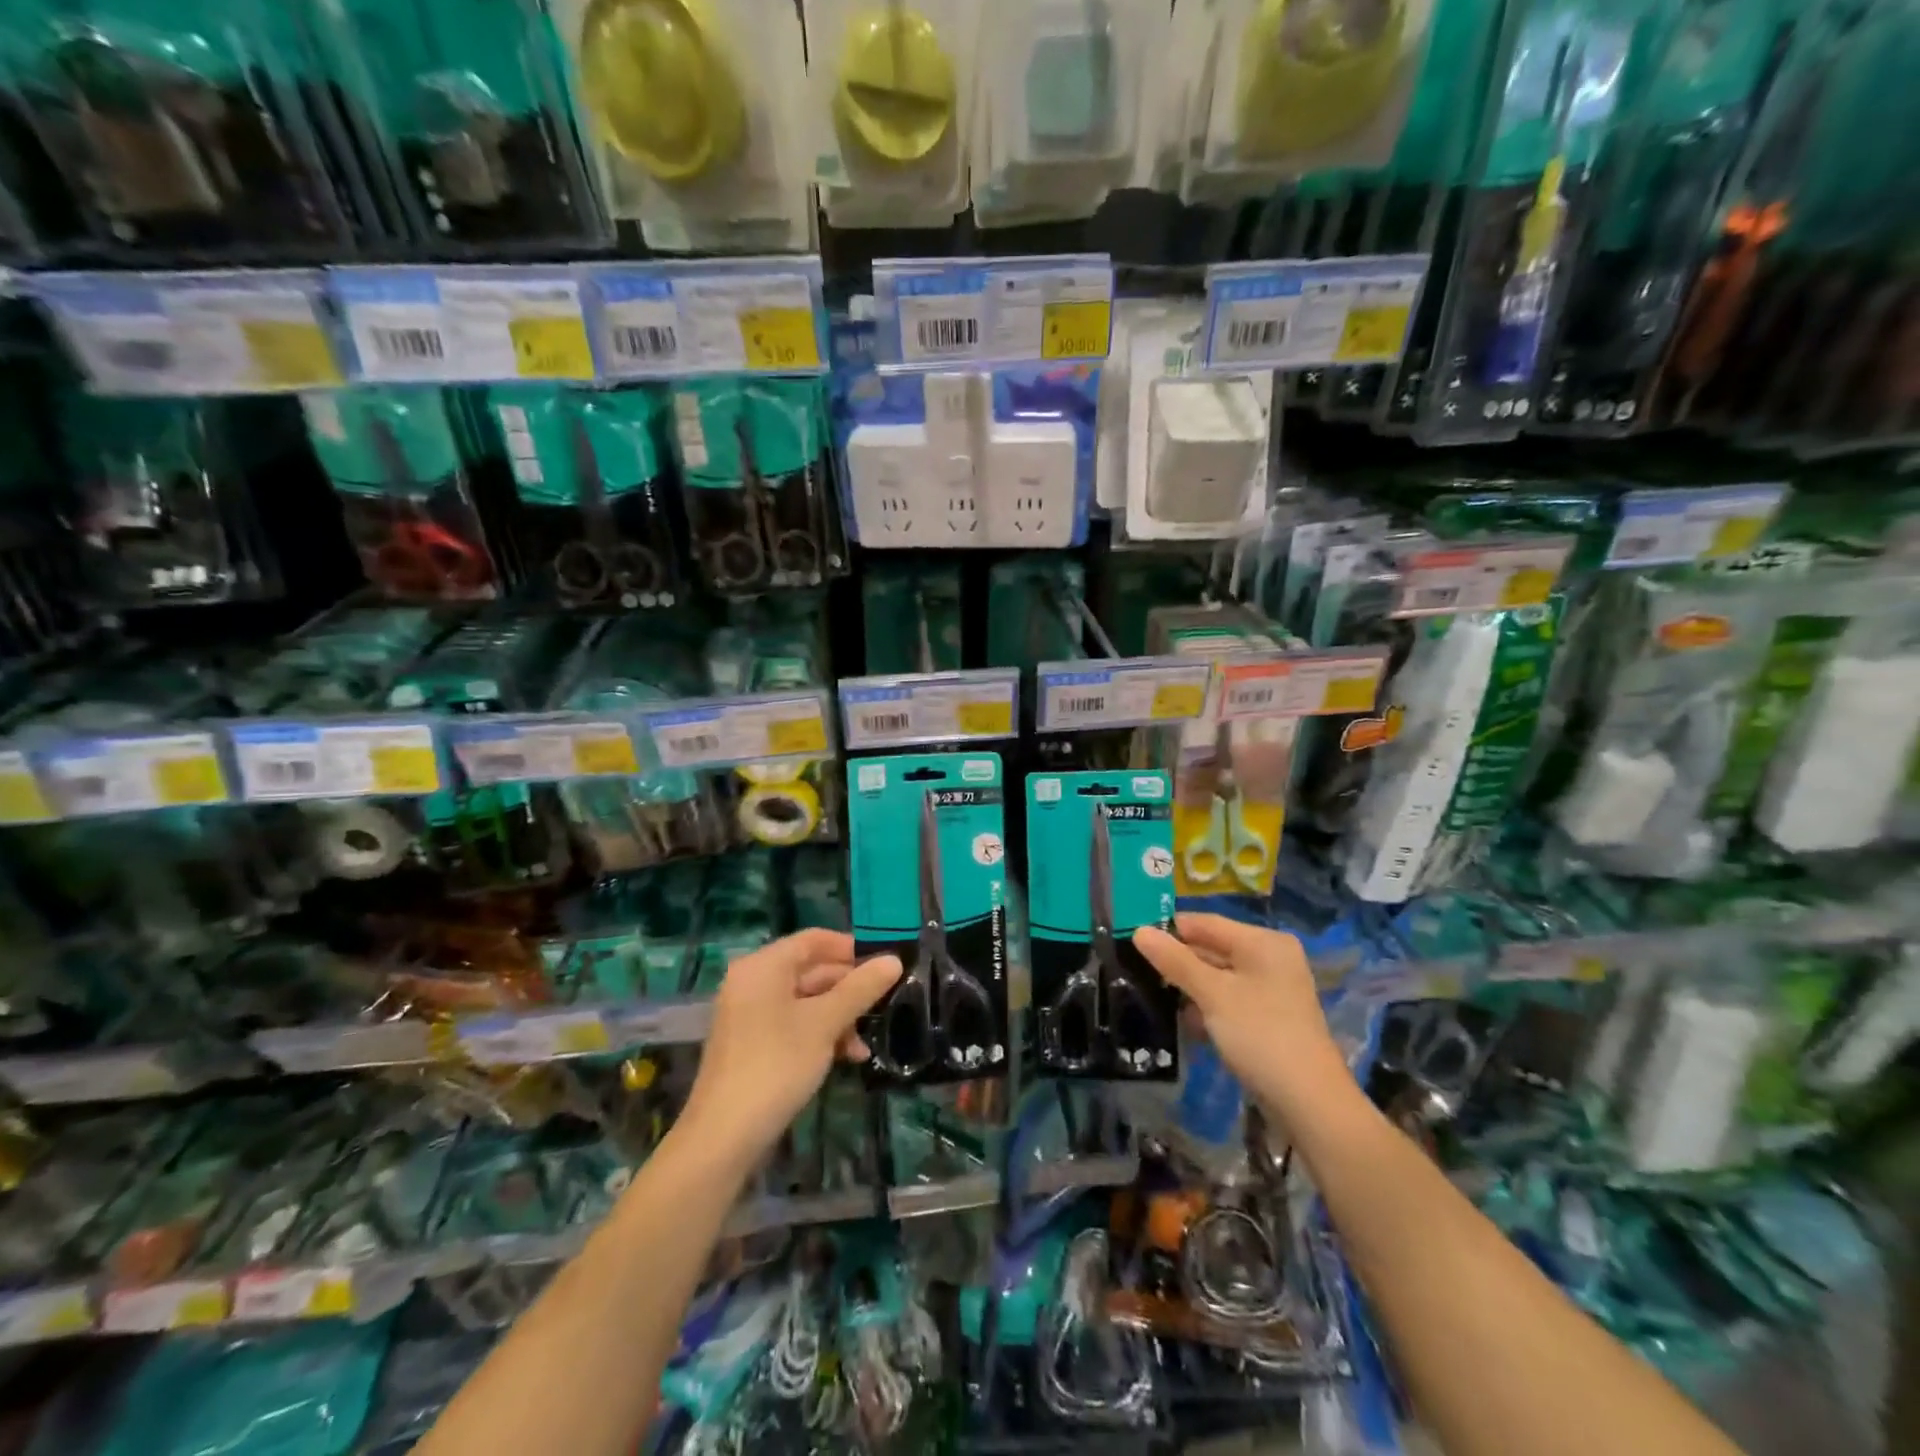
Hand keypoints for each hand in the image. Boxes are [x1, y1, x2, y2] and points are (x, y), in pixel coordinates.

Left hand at [679, 930, 901, 1167]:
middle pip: (810, 970)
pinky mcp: (752, 1043)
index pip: (814, 939)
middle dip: (849, 988)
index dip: (851, 948)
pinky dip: (820, 1033)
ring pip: (806, 1000)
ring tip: (865, 1044)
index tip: (884, 964)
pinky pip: (793, 1023)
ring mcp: (749, 1014)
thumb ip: (860, 989)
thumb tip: (894, 960)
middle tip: (885, 1004)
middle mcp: (753, 981)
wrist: (723, 1137)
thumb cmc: (776, 1065)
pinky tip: (847, 1057)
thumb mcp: (825, 1024)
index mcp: (764, 966)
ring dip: (839, 1016)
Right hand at [1133, 914, 1351, 1125]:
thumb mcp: (1212, 994)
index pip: (1205, 923)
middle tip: (1136, 970)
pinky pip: (1228, 999)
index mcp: (1263, 942)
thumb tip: (1138, 930)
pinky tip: (1185, 1022)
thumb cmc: (1260, 1035)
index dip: (1169, 930)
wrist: (1310, 1103)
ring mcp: (1272, 989)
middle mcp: (1270, 958)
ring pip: (1218, 976)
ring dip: (1189, 987)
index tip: (1131, 940)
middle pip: (1212, 948)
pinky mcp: (1268, 1017)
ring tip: (1153, 996)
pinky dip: (1207, 1006)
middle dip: (1177, 961)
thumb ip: (1175, 961)